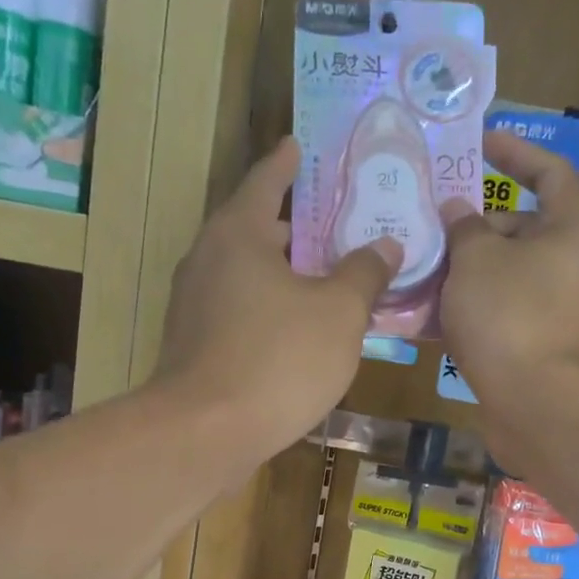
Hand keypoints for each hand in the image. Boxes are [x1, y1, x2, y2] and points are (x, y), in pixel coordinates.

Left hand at [154, 136, 398, 460]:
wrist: (207, 433)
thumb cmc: (278, 359)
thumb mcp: (339, 313)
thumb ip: (364, 274)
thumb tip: (385, 246)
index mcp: (237, 234)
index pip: (265, 182)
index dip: (287, 164)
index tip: (298, 145)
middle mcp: (206, 260)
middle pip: (254, 230)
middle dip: (293, 228)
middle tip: (334, 227)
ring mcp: (193, 307)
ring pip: (246, 276)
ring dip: (282, 274)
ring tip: (324, 281)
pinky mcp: (193, 347)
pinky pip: (238, 312)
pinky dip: (268, 310)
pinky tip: (297, 332)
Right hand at [440, 130, 578, 407]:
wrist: (541, 406)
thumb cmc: (512, 317)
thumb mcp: (476, 260)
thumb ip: (463, 227)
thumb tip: (458, 212)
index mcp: (573, 227)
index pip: (548, 171)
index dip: (514, 153)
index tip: (479, 144)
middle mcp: (571, 263)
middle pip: (518, 230)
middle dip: (471, 229)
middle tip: (426, 231)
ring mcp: (556, 308)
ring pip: (503, 277)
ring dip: (462, 275)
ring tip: (415, 274)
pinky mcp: (537, 345)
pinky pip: (499, 315)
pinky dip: (468, 312)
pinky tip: (425, 320)